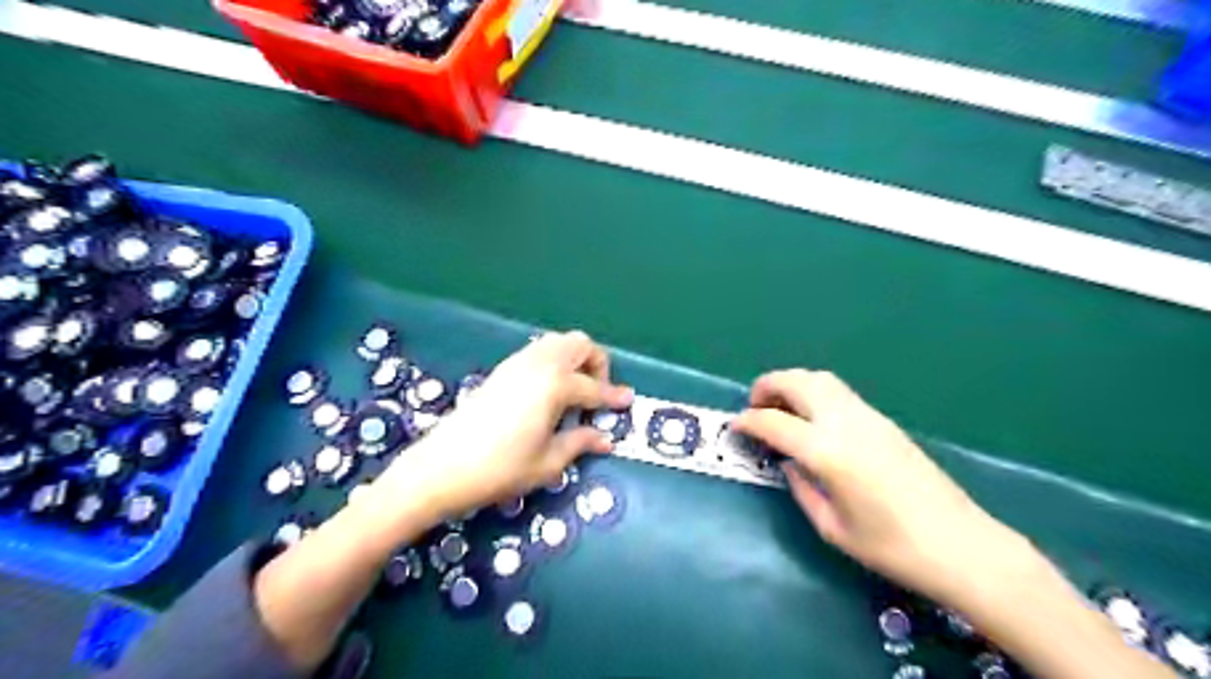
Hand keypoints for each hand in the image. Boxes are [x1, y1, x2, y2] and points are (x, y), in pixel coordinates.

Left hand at [369, 330, 634, 527]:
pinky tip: (549, 392)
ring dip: (575, 359)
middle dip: (597, 364)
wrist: (442, 467)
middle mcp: (539, 364)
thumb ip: (580, 443)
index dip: (614, 397)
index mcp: (555, 385)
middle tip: (596, 396)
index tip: (628, 401)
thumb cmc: (500, 469)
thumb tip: (605, 438)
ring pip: (557, 342)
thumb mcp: (548, 462)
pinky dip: (554, 361)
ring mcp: (517, 363)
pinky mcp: (502, 370)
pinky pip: (538, 351)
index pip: (595, 387)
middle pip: (580, 344)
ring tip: (575, 392)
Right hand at [728, 369, 1029, 605]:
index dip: (748, 421)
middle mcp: (845, 423)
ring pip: (821, 379)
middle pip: (797, 382)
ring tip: (780, 406)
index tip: (734, 426)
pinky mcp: (884, 420)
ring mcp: (868, 416)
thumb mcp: (832, 527)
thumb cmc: (891, 547)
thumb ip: (801, 487)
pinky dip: (814, 391)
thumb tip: (788, 462)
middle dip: (767, 385)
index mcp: (828, 452)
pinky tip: (812, 417)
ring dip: (792, 383)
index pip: (775, 422)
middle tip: (754, 406)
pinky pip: (839, 391)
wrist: (961, 545)